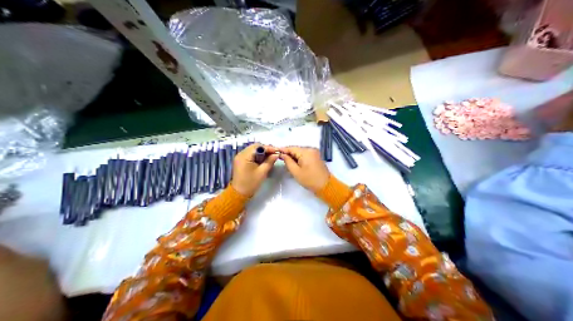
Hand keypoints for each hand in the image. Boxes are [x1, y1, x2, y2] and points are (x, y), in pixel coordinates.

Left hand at [230, 142, 279, 197]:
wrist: (239, 193)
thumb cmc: (251, 183)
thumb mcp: (262, 172)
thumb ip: (270, 161)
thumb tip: (276, 154)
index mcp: (244, 156)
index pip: (258, 147)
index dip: (268, 148)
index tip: (277, 151)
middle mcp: (240, 154)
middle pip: (255, 147)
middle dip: (265, 149)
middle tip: (274, 153)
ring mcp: (240, 157)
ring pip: (253, 150)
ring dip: (262, 152)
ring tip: (270, 156)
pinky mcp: (241, 161)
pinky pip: (250, 154)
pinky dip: (257, 155)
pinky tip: (264, 159)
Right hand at [280, 146, 329, 192]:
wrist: (326, 186)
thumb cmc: (309, 179)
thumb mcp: (296, 172)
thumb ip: (288, 161)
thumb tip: (282, 155)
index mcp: (306, 152)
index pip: (291, 148)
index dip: (283, 150)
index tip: (275, 151)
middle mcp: (311, 149)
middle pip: (296, 149)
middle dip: (288, 153)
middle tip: (279, 157)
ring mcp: (314, 152)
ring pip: (300, 152)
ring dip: (293, 155)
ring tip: (285, 160)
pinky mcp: (316, 157)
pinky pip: (305, 154)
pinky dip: (299, 157)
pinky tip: (294, 162)